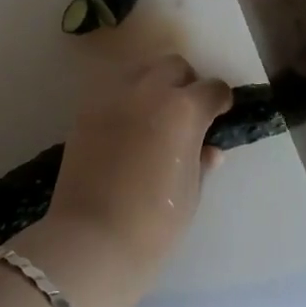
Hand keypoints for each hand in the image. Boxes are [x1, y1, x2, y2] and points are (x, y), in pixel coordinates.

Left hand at [20, 55, 231, 306]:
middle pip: (174, 66)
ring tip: (154, 116)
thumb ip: (201, 161)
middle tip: (187, 113)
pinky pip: (112, 91)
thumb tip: (208, 149)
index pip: (212, 88)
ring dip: (153, 84)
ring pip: (140, 70)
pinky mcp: (85, 111)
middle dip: (186, 83)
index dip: (220, 101)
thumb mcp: (191, 192)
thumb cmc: (155, 222)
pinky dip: (125, 99)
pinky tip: (127, 128)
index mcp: (184, 110)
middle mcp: (148, 91)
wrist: (93, 239)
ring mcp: (112, 97)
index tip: (219, 115)